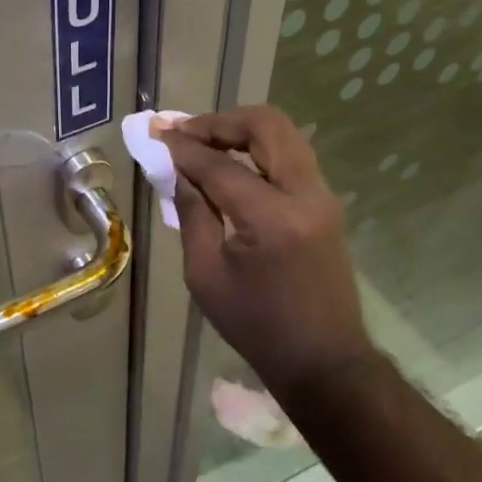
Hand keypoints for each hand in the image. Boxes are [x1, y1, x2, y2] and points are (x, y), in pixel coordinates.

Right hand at [158, 106, 376, 394]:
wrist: (323, 360)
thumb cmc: (256, 325)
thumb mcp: (205, 274)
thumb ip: (192, 213)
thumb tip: (177, 171)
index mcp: (271, 218)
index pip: (219, 164)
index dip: (183, 146)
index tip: (155, 134)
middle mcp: (305, 195)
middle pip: (266, 125)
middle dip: (220, 121)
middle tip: (184, 131)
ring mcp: (323, 196)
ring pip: (284, 134)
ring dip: (242, 130)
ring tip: (203, 142)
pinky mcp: (326, 203)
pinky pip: (291, 156)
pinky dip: (258, 148)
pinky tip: (230, 163)